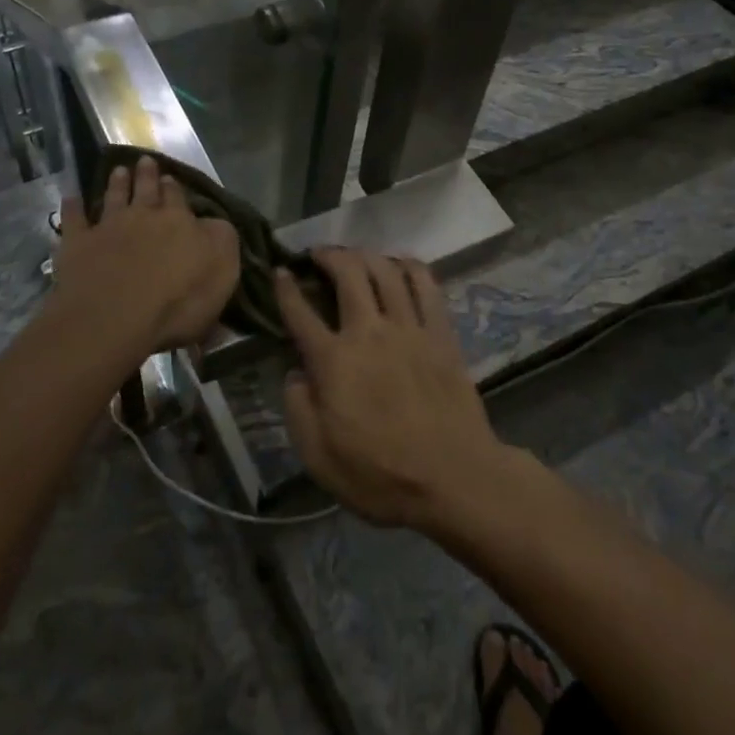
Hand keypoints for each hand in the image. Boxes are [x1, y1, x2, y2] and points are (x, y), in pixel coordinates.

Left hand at [49, 157, 239, 358]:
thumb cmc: (177, 301)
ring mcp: (108, 227)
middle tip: (145, 161)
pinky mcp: (78, 244)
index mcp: (179, 222)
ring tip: (119, 170)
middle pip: (146, 191)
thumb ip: (221, 241)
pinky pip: (74, 219)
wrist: (115, 316)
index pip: (178, 199)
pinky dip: (72, 206)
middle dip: (147, 176)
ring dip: (117, 183)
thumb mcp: (222, 271)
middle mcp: (143, 216)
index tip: (171, 178)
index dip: (175, 188)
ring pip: (113, 198)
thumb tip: (213, 224)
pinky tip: (71, 196)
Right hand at [278, 249, 510, 531]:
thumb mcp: (318, 458)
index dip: (285, 288)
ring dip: (366, 255)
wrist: (454, 479)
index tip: (279, 271)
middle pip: (347, 273)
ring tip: (356, 256)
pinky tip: (402, 264)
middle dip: (329, 255)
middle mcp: (368, 332)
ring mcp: (408, 328)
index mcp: (333, 361)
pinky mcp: (440, 334)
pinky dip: (411, 266)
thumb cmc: (380, 475)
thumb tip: (295, 374)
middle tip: (319, 255)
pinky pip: (426, 286)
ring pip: (386, 270)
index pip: (300, 312)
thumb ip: (297, 409)